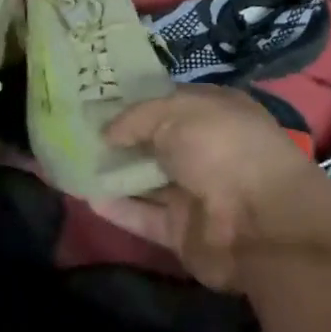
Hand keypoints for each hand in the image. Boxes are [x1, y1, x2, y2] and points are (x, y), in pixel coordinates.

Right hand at [93, 85, 330, 288]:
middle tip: (72, 129)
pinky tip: (83, 195)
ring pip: (144, 180)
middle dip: (117, 138)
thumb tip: (107, 133)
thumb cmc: (222, 146)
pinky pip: (143, 216)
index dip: (133, 102)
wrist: (262, 223)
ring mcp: (194, 193)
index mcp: (212, 112)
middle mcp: (204, 150)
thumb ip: (135, 118)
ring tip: (68, 161)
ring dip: (111, 173)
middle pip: (153, 142)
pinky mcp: (183, 232)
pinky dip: (116, 207)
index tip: (94, 99)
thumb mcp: (173, 111)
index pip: (166, 103)